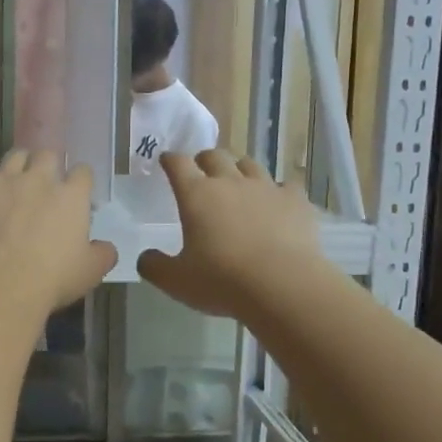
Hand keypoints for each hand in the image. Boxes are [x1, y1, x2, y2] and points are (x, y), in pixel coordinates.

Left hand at [0, 151, 116, 314]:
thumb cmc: (52, 278)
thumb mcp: (90, 272)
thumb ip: (103, 253)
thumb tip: (106, 247)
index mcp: (72, 195)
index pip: (82, 172)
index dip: (79, 181)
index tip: (75, 194)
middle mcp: (39, 177)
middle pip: (47, 155)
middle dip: (47, 166)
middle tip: (42, 187)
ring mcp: (4, 179)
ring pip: (14, 156)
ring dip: (17, 167)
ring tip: (12, 185)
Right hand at [138, 150, 322, 319]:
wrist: (282, 285)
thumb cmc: (222, 281)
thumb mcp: (176, 281)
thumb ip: (154, 266)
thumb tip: (146, 257)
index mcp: (196, 195)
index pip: (178, 164)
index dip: (170, 160)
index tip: (166, 161)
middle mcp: (230, 182)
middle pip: (214, 156)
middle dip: (204, 159)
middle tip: (201, 170)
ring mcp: (266, 188)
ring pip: (250, 164)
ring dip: (239, 169)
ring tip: (238, 182)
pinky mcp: (295, 201)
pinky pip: (286, 185)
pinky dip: (278, 191)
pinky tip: (277, 202)